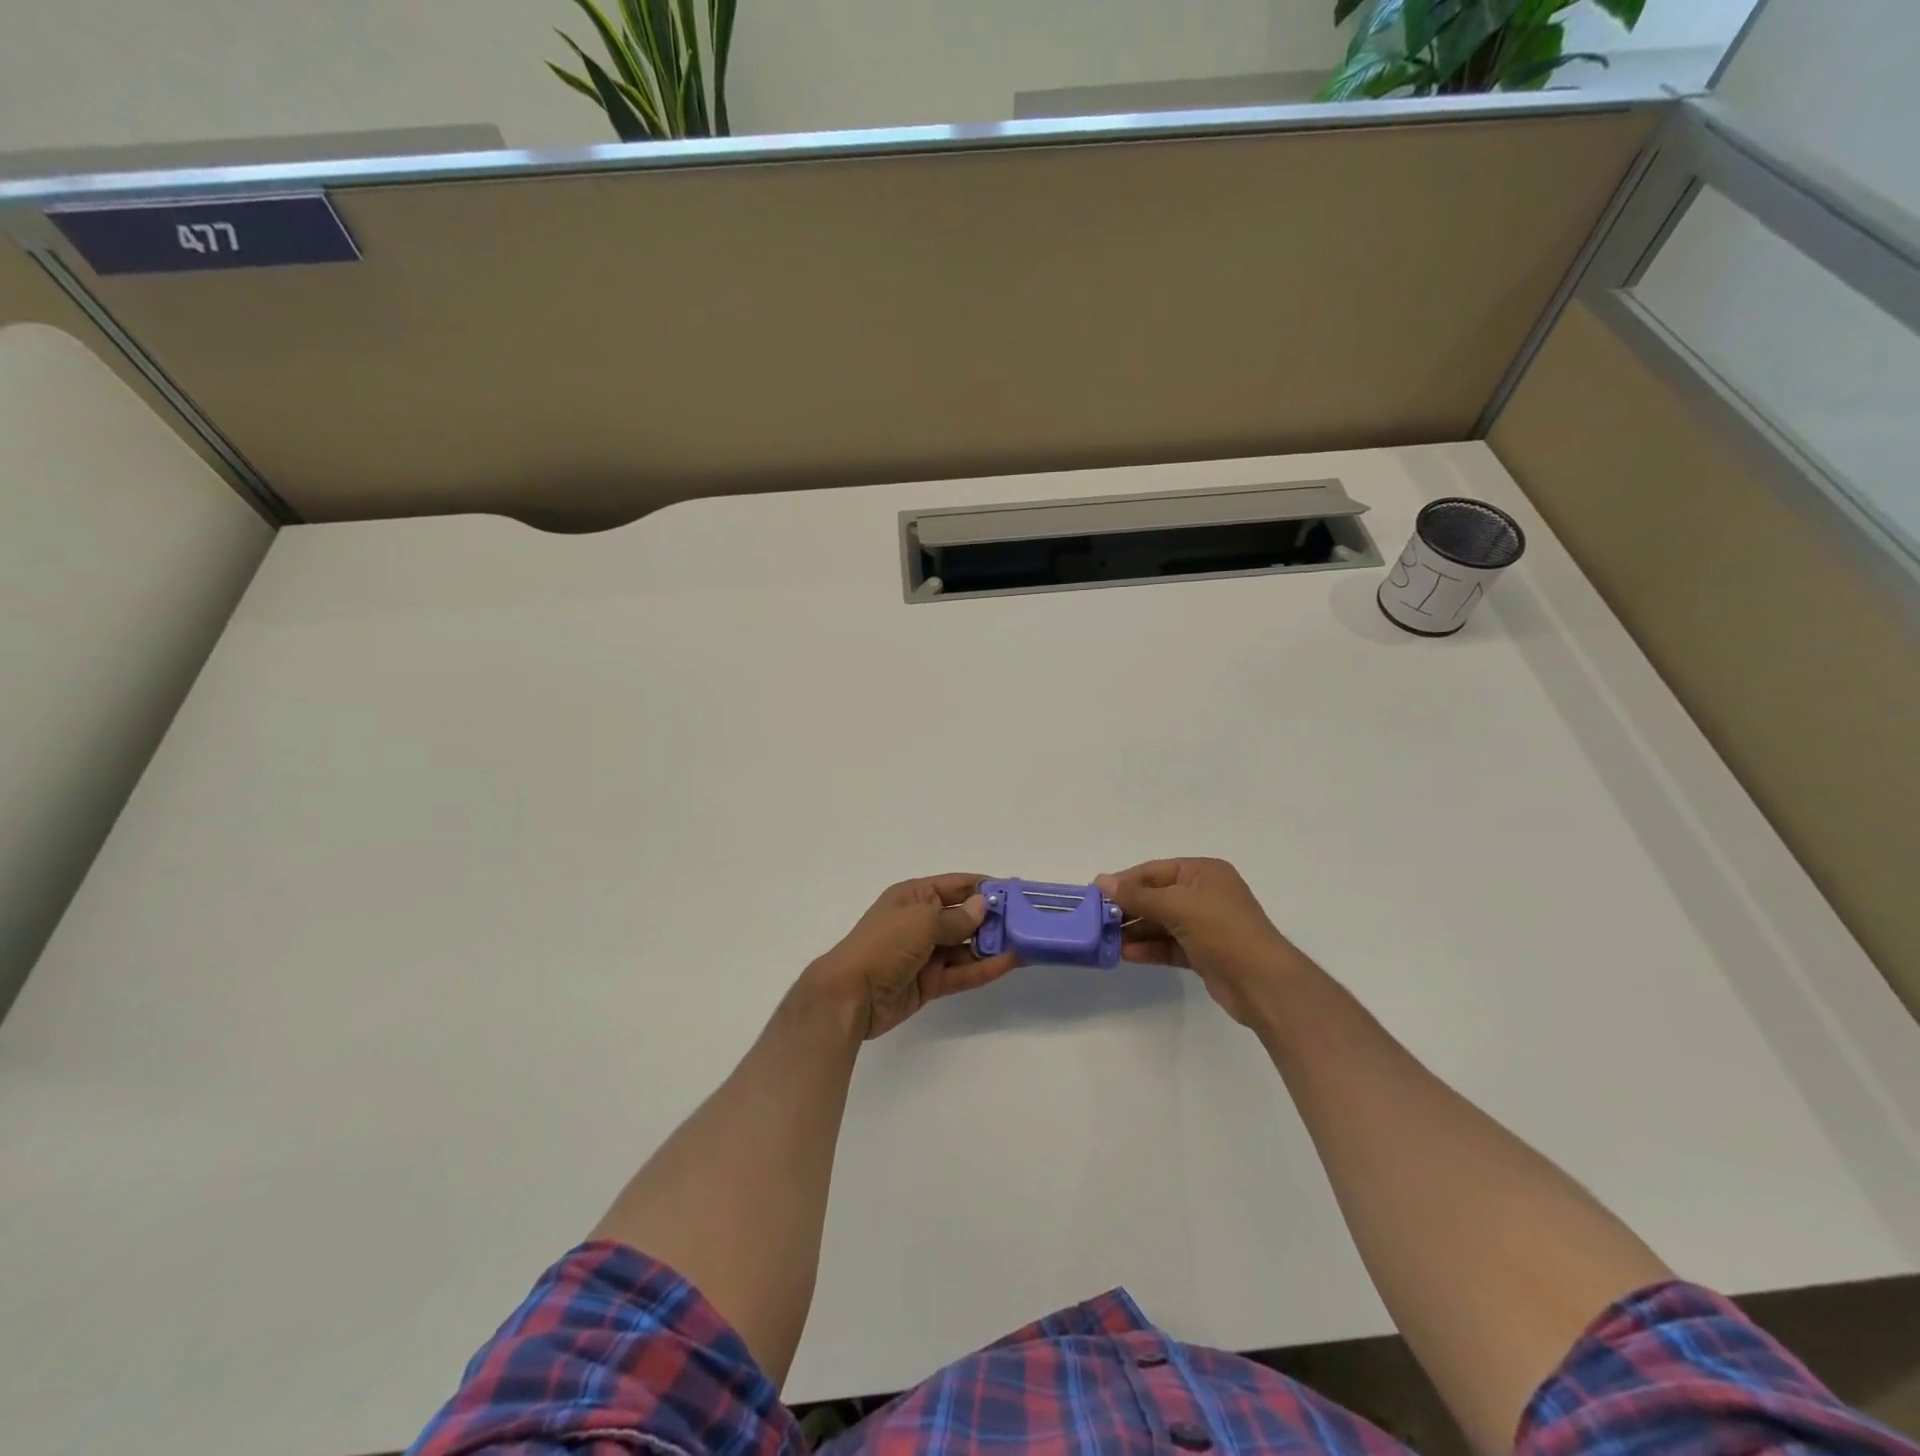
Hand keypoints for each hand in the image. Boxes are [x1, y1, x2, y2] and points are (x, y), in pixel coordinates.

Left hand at [805, 874, 1021, 1039]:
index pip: (955, 886)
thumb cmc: (884, 945)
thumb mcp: (921, 922)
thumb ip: (956, 918)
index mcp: (914, 897)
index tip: (1015, 893)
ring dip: (992, 945)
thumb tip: (982, 906)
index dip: (984, 888)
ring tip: (1027, 943)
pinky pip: (962, 972)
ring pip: (966, 946)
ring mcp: (926, 954)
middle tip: (1028, 922)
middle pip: (964, 917)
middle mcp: (921, 921)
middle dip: (993, 919)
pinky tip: (1010, 963)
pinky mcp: (930, 983)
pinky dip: (984, 968)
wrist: (850, 996)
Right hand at [1095, 858, 1310, 1025]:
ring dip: (1135, 931)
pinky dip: (1149, 948)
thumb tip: (1101, 881)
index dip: (1124, 881)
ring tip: (1105, 940)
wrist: (1262, 983)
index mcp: (1203, 872)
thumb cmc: (1222, 931)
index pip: (1154, 870)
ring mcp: (1205, 924)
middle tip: (1096, 920)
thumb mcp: (1177, 906)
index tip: (1094, 894)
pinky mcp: (1203, 952)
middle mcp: (1204, 894)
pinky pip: (1168, 945)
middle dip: (1128, 908)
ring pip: (1160, 923)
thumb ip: (1138, 895)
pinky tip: (1126, 954)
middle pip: (1156, 896)